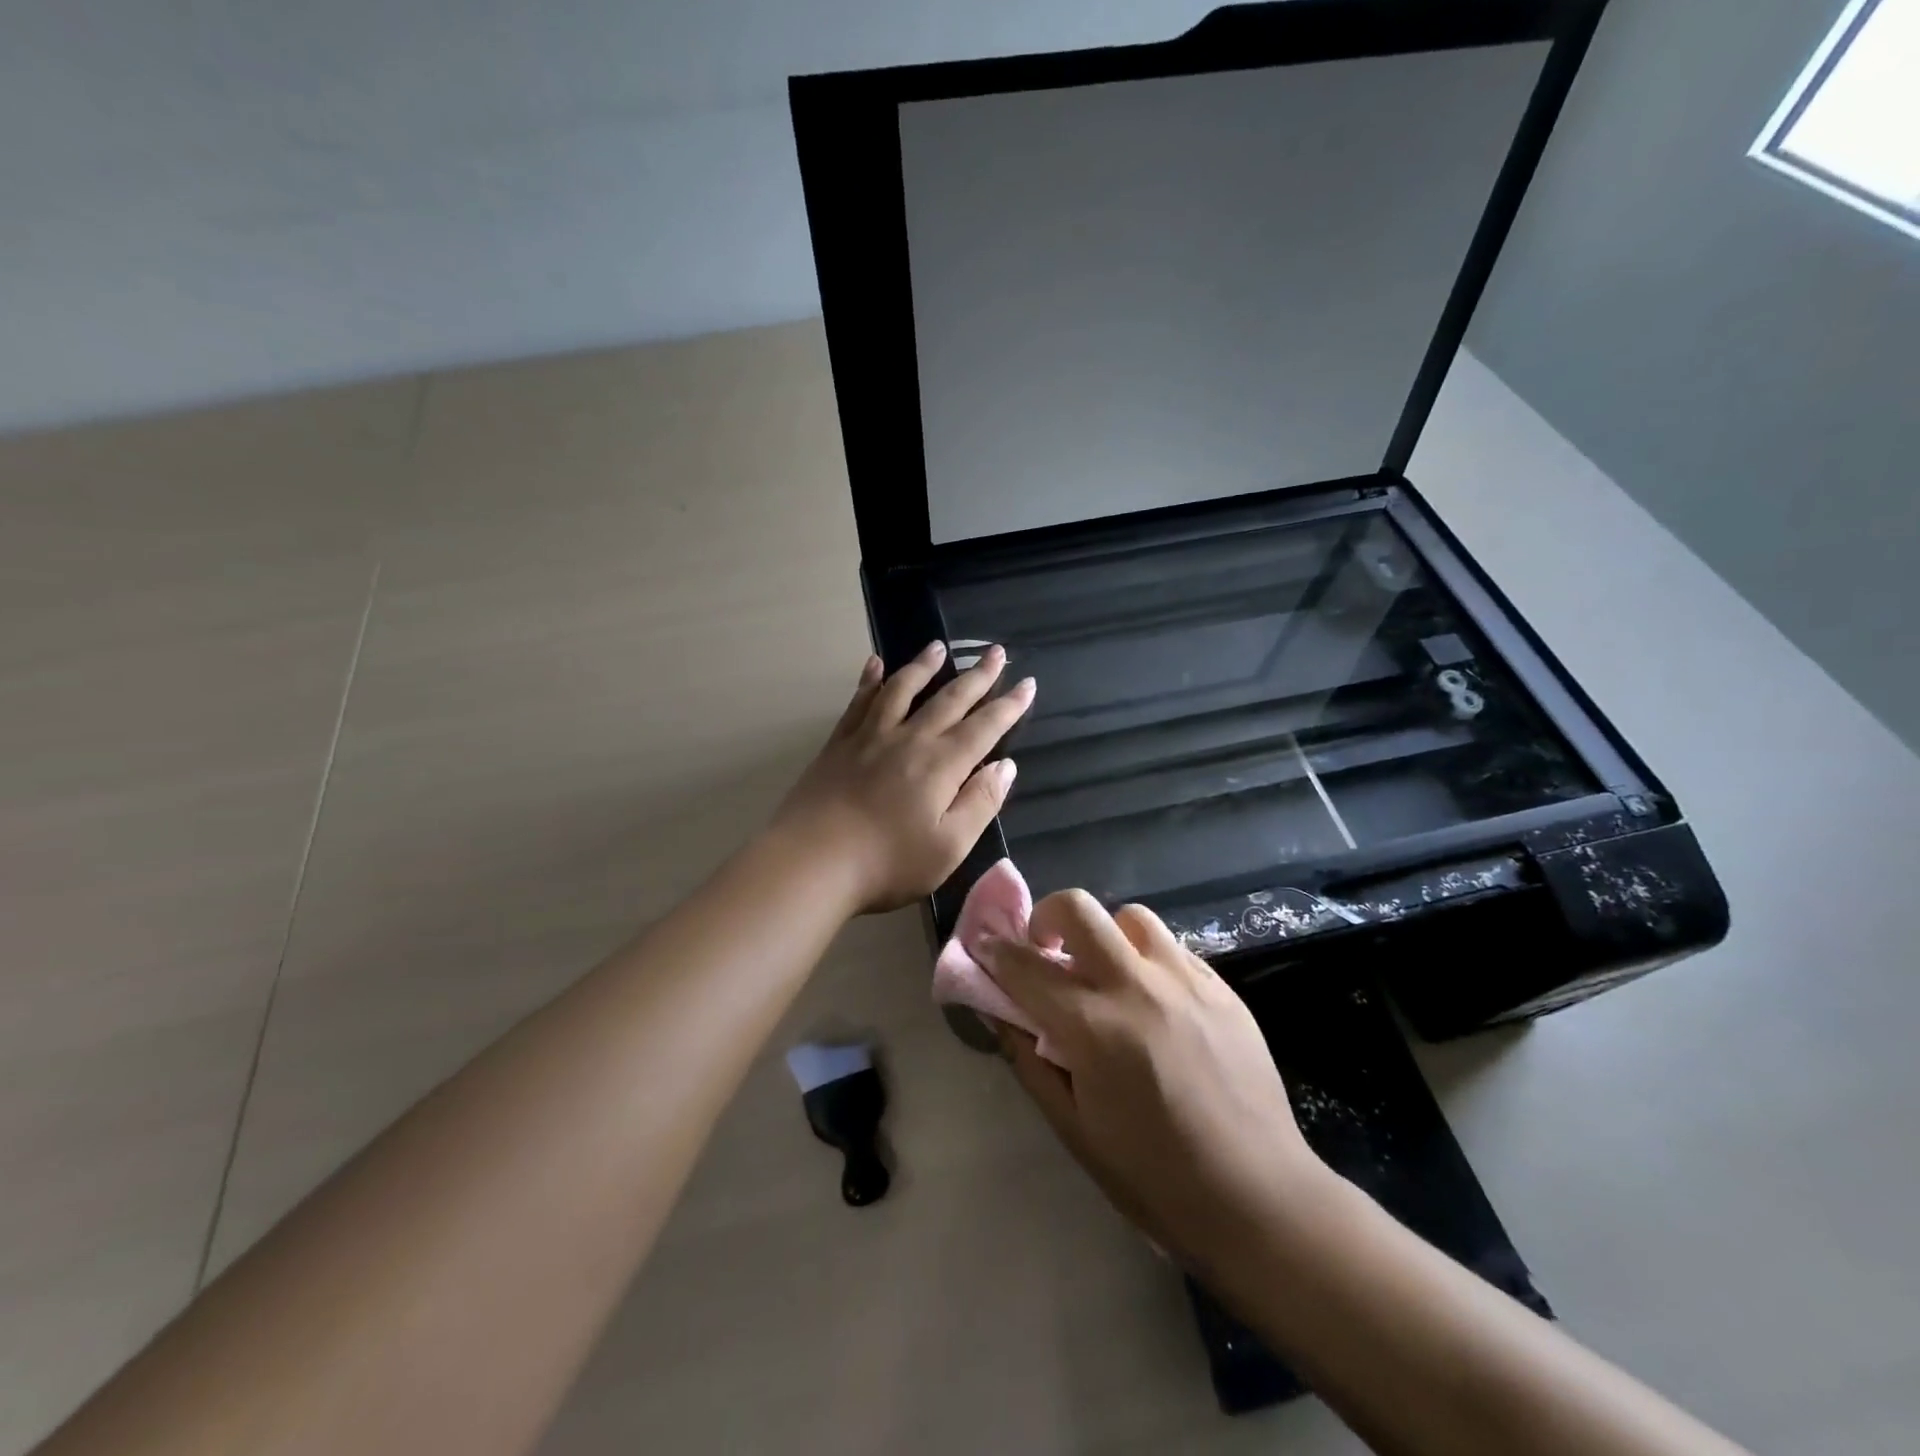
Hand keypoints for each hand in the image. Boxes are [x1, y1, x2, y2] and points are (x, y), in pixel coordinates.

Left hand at [768, 642, 1035, 914]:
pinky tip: (874, 664)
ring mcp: (871, 736)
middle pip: (949, 699)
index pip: (984, 727)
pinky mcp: (840, 743)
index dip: (1009, 705)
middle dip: (977, 675)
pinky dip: (870, 680)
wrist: (812, 861)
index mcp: (942, 765)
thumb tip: (1006, 765)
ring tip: (938, 647)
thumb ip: (981, 803)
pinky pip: (860, 701)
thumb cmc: (887, 863)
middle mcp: (910, 739)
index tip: (1027, 683)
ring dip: (924, 666)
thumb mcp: (949, 846)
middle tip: (995, 651)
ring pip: (903, 689)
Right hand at [981, 893, 1328, 1275]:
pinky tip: (1152, 999)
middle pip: (1079, 909)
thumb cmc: (1152, 1177)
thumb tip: (1000, 1014)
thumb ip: (1029, 1061)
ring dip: (1104, 935)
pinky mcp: (1222, 988)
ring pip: (1131, 917)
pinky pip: (1172, 948)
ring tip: (1106, 973)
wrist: (1257, 1198)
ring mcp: (1186, 981)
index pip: (1026, 967)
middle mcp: (1138, 987)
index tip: (985, 945)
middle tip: (1046, 949)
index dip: (996, 952)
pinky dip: (1147, 959)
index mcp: (1094, 1028)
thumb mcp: (1073, 1128)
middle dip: (1047, 915)